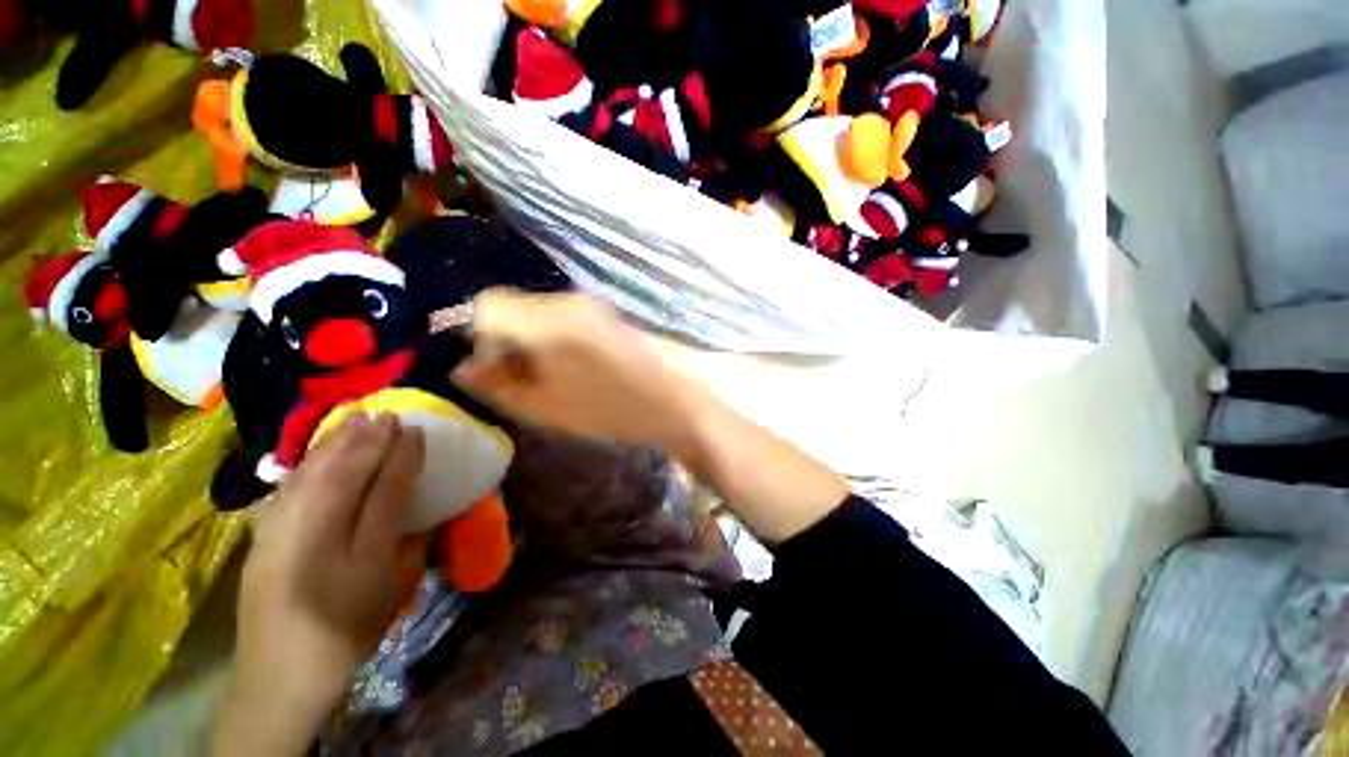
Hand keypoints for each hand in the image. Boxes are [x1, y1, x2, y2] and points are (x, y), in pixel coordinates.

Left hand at [213, 413, 424, 755]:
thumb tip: (427, 511)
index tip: (416, 430)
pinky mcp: (261, 540)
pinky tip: (318, 451)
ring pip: (310, 476)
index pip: (382, 492)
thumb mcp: (392, 594)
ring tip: (355, 418)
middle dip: (366, 441)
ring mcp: (278, 538)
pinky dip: (307, 463)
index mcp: (355, 557)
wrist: (278, 677)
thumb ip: (411, 547)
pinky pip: (288, 489)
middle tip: (387, 414)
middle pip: (341, 477)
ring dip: (335, 444)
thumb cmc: (347, 632)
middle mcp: (311, 539)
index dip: (401, 458)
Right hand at [453, 290, 711, 458]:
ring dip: (531, 339)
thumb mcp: (546, 408)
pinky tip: (574, 365)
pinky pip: (562, 316)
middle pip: (512, 305)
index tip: (496, 369)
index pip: (486, 305)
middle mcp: (566, 300)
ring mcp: (591, 303)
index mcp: (548, 322)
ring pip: (537, 311)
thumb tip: (464, 367)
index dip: (479, 337)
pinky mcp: (607, 312)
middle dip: (505, 339)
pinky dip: (554, 337)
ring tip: (552, 376)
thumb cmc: (611, 411)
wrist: (676, 402)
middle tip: (524, 378)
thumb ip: (498, 385)